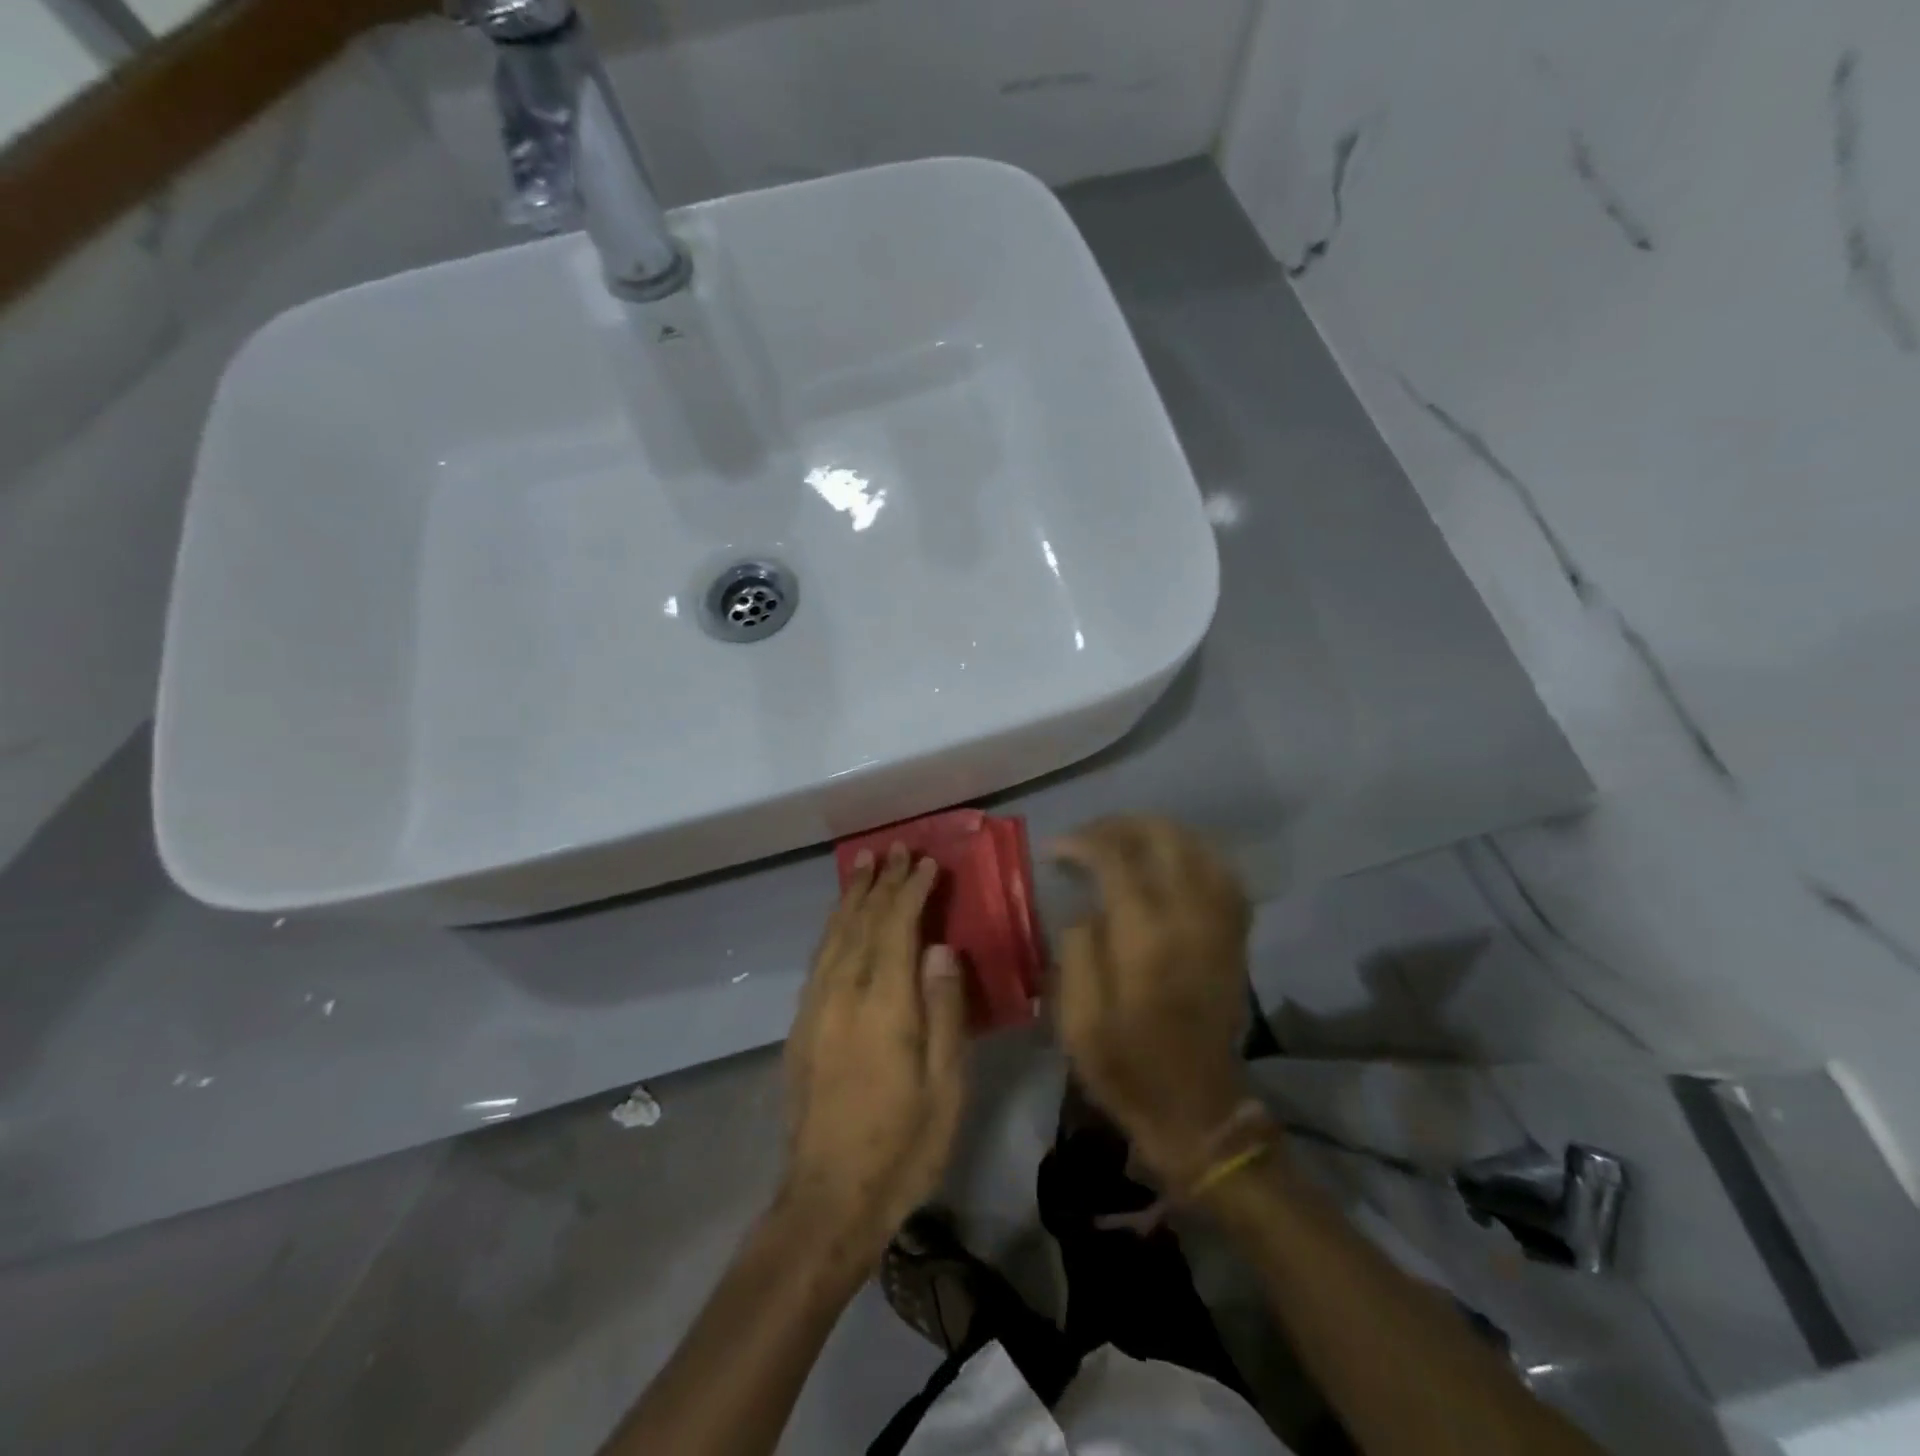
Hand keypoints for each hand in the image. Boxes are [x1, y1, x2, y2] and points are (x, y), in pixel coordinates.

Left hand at [780, 845, 968, 1270]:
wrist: (827, 1200)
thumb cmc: (902, 1145)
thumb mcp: (945, 1085)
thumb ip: (943, 1010)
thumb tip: (940, 948)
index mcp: (883, 1004)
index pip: (896, 927)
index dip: (912, 890)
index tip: (926, 862)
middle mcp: (842, 993)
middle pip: (862, 922)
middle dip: (880, 883)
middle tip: (895, 850)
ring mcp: (815, 1009)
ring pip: (834, 936)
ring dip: (852, 897)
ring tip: (864, 867)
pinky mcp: (801, 1027)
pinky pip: (819, 959)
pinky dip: (833, 928)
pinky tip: (841, 921)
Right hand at [1053, 817, 1254, 1185]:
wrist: (1197, 1110)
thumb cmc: (1126, 1065)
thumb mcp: (1078, 1017)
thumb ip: (1077, 948)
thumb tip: (1085, 906)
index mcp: (1145, 936)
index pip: (1117, 858)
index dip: (1084, 841)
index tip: (1057, 848)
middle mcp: (1189, 917)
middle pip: (1164, 838)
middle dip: (1121, 825)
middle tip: (1088, 837)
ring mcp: (1219, 925)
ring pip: (1198, 848)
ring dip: (1158, 833)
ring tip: (1124, 840)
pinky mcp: (1234, 937)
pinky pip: (1223, 874)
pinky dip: (1194, 854)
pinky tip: (1170, 861)